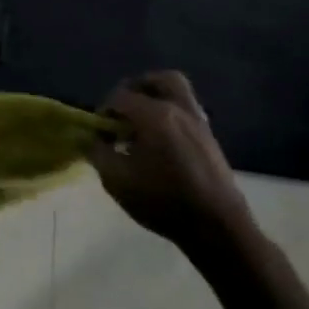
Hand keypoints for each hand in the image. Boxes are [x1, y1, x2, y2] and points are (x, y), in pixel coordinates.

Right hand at [89, 72, 250, 247]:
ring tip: (141, 125)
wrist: (217, 228)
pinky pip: (186, 111)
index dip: (103, 111)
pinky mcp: (210, 138)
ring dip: (155, 100)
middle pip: (158, 80)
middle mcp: (178, 110)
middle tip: (122, 111)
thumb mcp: (116, 180)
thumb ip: (98, 152)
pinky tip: (160, 143)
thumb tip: (91, 138)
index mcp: (154, 115)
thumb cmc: (162, 202)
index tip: (99, 134)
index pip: (120, 97)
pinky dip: (170, 115)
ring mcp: (199, 122)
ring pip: (177, 92)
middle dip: (136, 89)